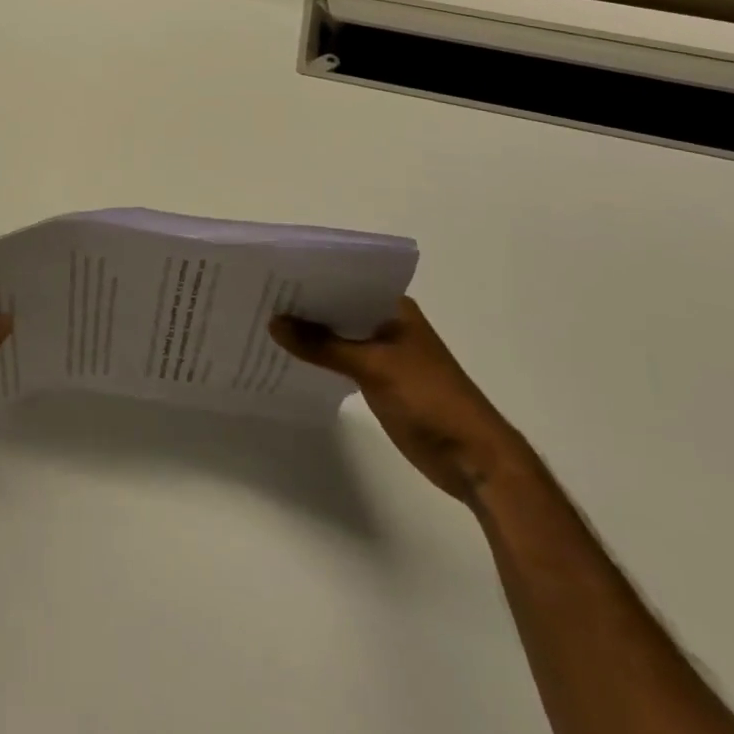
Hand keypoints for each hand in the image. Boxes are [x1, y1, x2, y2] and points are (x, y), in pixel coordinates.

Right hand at [271, 297, 524, 505]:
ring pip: (338, 334)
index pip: (345, 280)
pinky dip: (319, 357)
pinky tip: (290, 356)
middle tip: (259, 296)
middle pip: (338, 307)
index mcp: (394, 307)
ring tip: (265, 322)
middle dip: (304, 306)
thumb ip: (323, 345)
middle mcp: (387, 323)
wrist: (474, 459)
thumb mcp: (373, 367)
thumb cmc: (430, 399)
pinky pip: (341, 360)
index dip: (311, 278)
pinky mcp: (379, 380)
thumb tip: (274, 323)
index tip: (272, 273)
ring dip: (310, 333)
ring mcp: (383, 353)